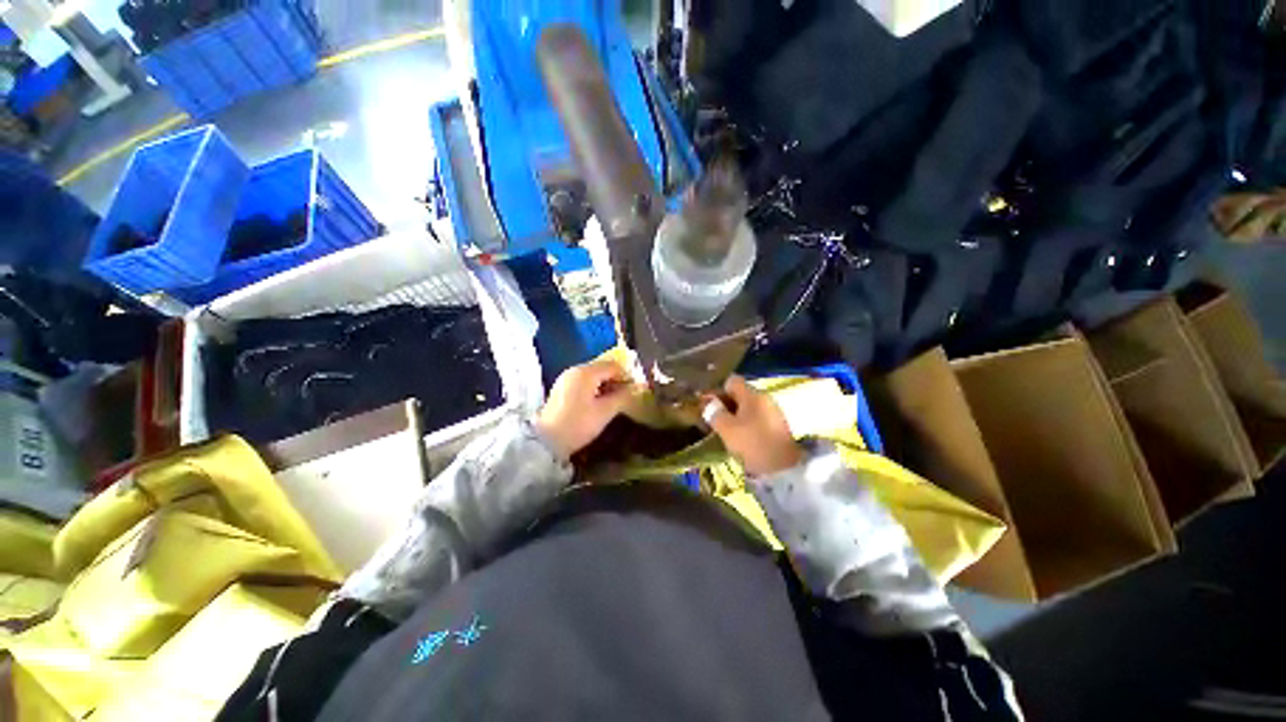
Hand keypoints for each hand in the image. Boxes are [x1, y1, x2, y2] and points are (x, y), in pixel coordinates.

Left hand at [536, 360, 634, 458]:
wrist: (547, 441)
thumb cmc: (578, 424)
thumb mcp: (605, 411)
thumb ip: (622, 396)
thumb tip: (635, 388)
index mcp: (586, 372)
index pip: (613, 366)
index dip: (626, 376)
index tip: (634, 391)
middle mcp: (575, 370)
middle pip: (602, 368)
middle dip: (616, 380)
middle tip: (625, 397)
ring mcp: (566, 378)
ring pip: (593, 375)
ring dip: (605, 385)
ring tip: (612, 402)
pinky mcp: (562, 388)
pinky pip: (583, 382)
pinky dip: (594, 388)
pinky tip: (597, 403)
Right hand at [704, 376, 803, 475]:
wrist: (785, 469)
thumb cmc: (752, 444)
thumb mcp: (727, 429)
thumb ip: (715, 413)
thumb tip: (709, 404)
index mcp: (752, 394)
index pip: (732, 381)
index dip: (719, 391)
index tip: (710, 405)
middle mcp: (764, 398)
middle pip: (741, 394)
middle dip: (726, 405)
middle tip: (715, 420)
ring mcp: (773, 412)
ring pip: (749, 408)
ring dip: (737, 416)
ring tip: (727, 431)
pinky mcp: (778, 427)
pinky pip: (757, 419)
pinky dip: (748, 425)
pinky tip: (743, 438)